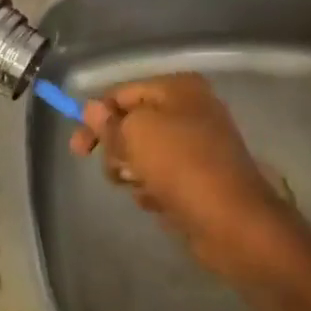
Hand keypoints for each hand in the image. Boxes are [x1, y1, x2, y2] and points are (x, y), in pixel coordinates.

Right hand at [71, 73, 304, 283]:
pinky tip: (160, 202)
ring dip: (134, 173)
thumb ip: (109, 122)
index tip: (77, 150)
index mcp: (179, 88)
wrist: (232, 222)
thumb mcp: (135, 134)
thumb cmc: (181, 166)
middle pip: (132, 125)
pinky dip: (154, 190)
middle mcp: (191, 110)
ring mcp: (198, 145)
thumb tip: (92, 109)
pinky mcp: (200, 178)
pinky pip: (162, 178)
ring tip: (145, 188)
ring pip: (144, 155)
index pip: (121, 94)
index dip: (95, 119)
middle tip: (118, 171)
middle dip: (118, 150)